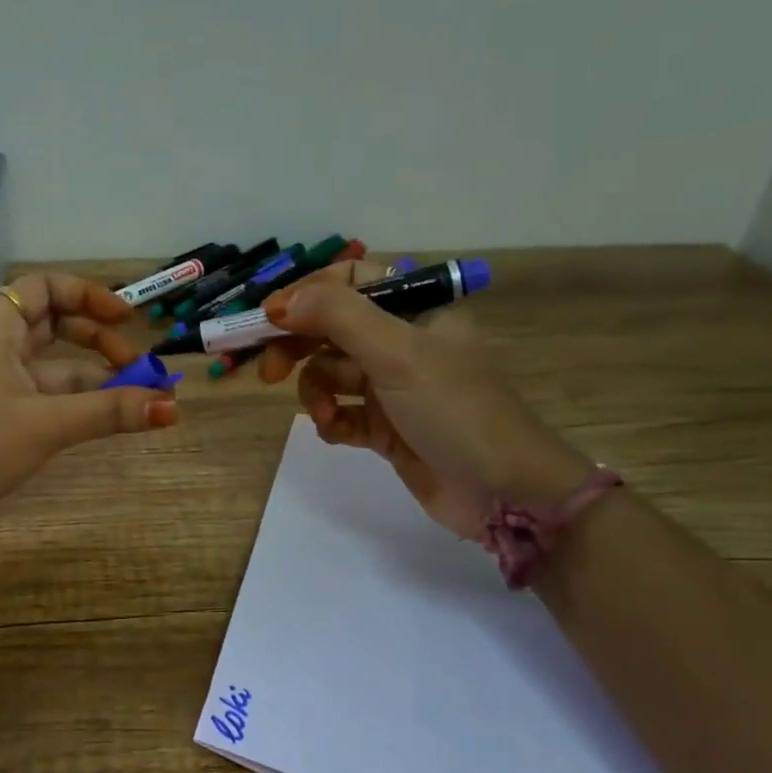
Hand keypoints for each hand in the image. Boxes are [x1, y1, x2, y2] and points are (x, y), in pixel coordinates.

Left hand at [0, 273, 178, 544]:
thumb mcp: (47, 424)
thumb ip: (110, 412)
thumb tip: (171, 408)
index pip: (44, 289)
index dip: (88, 296)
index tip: (127, 319)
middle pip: (53, 326)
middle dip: (97, 341)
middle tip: (136, 366)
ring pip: (51, 368)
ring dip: (92, 379)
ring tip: (137, 400)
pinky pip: (42, 398)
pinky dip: (74, 404)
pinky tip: (104, 421)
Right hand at [258, 262, 588, 538]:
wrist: (502, 492)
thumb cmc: (453, 409)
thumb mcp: (397, 353)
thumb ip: (337, 318)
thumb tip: (280, 302)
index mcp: (416, 310)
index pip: (350, 281)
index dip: (307, 294)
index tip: (269, 317)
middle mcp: (402, 342)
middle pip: (331, 329)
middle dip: (298, 347)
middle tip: (270, 372)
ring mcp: (393, 387)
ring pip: (330, 374)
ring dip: (317, 392)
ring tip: (326, 414)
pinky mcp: (386, 428)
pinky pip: (341, 413)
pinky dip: (332, 421)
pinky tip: (336, 433)